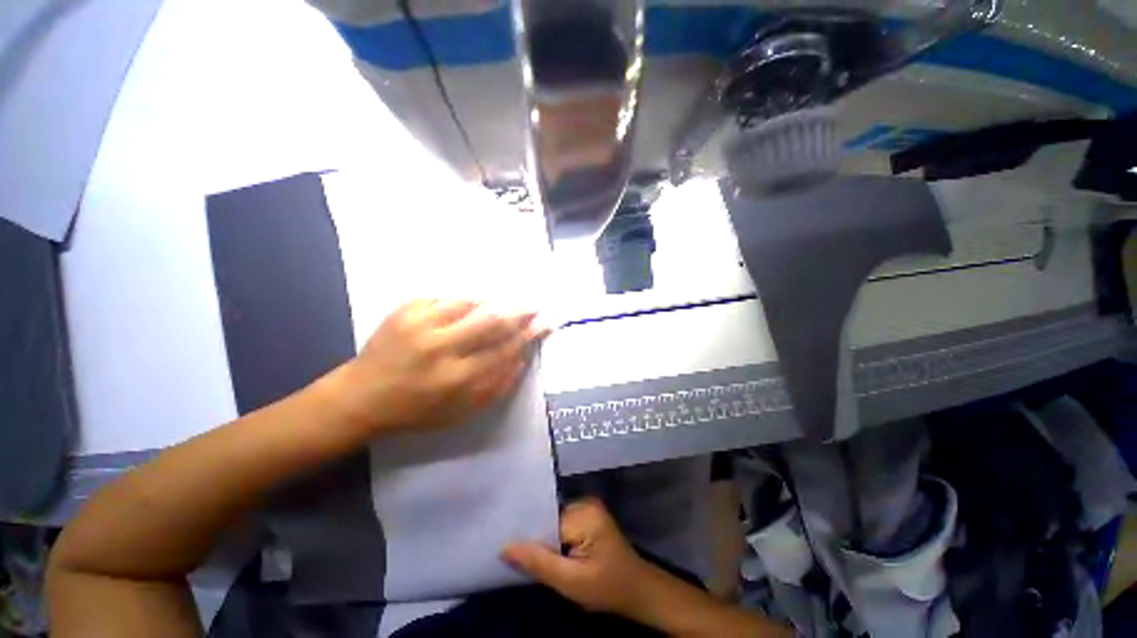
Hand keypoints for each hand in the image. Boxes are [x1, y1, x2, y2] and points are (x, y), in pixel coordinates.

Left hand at [337, 299, 547, 433]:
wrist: (360, 397)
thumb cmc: (416, 411)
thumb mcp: (461, 412)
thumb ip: (496, 386)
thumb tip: (522, 357)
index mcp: (456, 379)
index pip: (505, 349)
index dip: (529, 333)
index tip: (546, 321)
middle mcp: (441, 348)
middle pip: (492, 320)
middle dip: (519, 310)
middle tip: (534, 304)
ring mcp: (421, 324)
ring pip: (471, 302)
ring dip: (494, 301)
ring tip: (505, 302)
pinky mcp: (406, 309)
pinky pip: (447, 297)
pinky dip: (466, 300)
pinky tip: (472, 304)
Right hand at [502, 499, 654, 617]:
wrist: (639, 591)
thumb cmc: (607, 589)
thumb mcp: (571, 582)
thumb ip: (538, 563)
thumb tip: (504, 546)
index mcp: (584, 513)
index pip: (545, 521)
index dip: (529, 538)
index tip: (508, 552)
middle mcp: (585, 503)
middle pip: (549, 520)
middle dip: (537, 540)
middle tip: (516, 560)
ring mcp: (588, 508)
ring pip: (554, 523)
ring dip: (545, 541)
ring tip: (531, 559)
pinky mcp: (589, 517)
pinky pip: (563, 525)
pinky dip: (555, 540)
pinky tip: (550, 555)